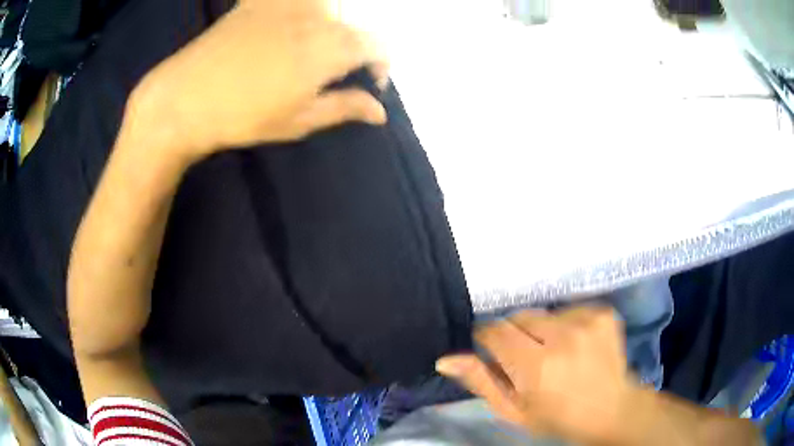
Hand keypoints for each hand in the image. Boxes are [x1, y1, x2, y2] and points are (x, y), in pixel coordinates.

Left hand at [132, 0, 387, 161]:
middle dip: (356, 48)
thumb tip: (380, 112)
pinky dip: (296, 5)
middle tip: (338, 72)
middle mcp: (315, 17)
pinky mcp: (257, 1)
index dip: (381, 65)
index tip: (371, 84)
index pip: (376, 46)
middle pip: (352, 24)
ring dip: (331, 23)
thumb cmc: (243, 116)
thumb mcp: (299, 121)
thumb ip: (344, 108)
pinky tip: (286, 20)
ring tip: (314, 47)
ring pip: (326, 6)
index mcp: (330, 48)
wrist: (185, 99)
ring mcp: (285, 4)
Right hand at [437, 307, 637, 444]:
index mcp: (536, 366)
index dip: (488, 338)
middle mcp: (562, 337)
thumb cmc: (556, 417)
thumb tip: (445, 359)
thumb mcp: (513, 411)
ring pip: (545, 313)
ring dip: (542, 330)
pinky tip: (576, 344)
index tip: (493, 350)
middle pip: (520, 316)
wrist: (610, 410)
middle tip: (528, 358)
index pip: (495, 331)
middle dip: (516, 334)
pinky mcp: (604, 313)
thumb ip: (481, 382)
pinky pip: (570, 309)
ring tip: (555, 353)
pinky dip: (567, 324)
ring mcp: (588, 321)